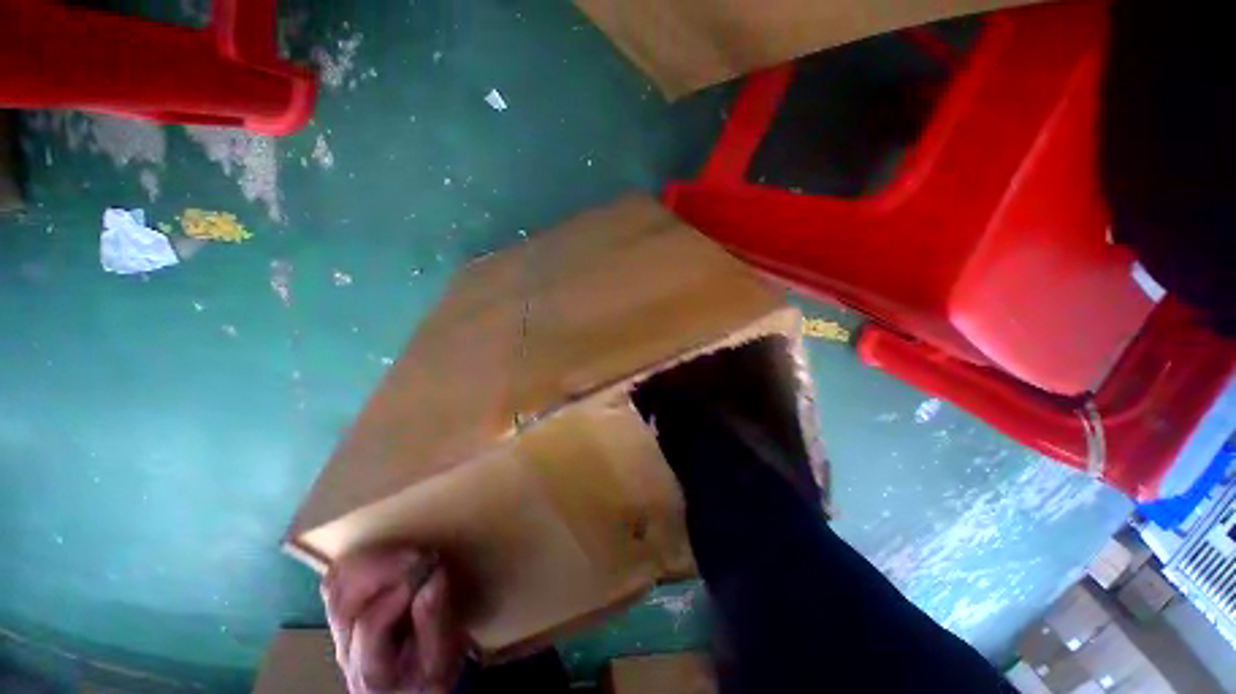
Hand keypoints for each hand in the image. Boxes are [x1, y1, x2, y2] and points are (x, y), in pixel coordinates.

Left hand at [322, 549, 464, 693]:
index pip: (372, 623)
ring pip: (336, 583)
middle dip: (383, 567)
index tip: (433, 565)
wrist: (411, 687)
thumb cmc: (431, 673)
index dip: (403, 588)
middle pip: (343, 599)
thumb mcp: (442, 656)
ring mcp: (338, 630)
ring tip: (408, 554)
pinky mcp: (342, 612)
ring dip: (373, 560)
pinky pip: (340, 577)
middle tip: (420, 555)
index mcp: (370, 670)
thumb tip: (435, 575)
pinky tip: (391, 557)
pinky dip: (364, 560)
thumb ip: (436, 620)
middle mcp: (345, 649)